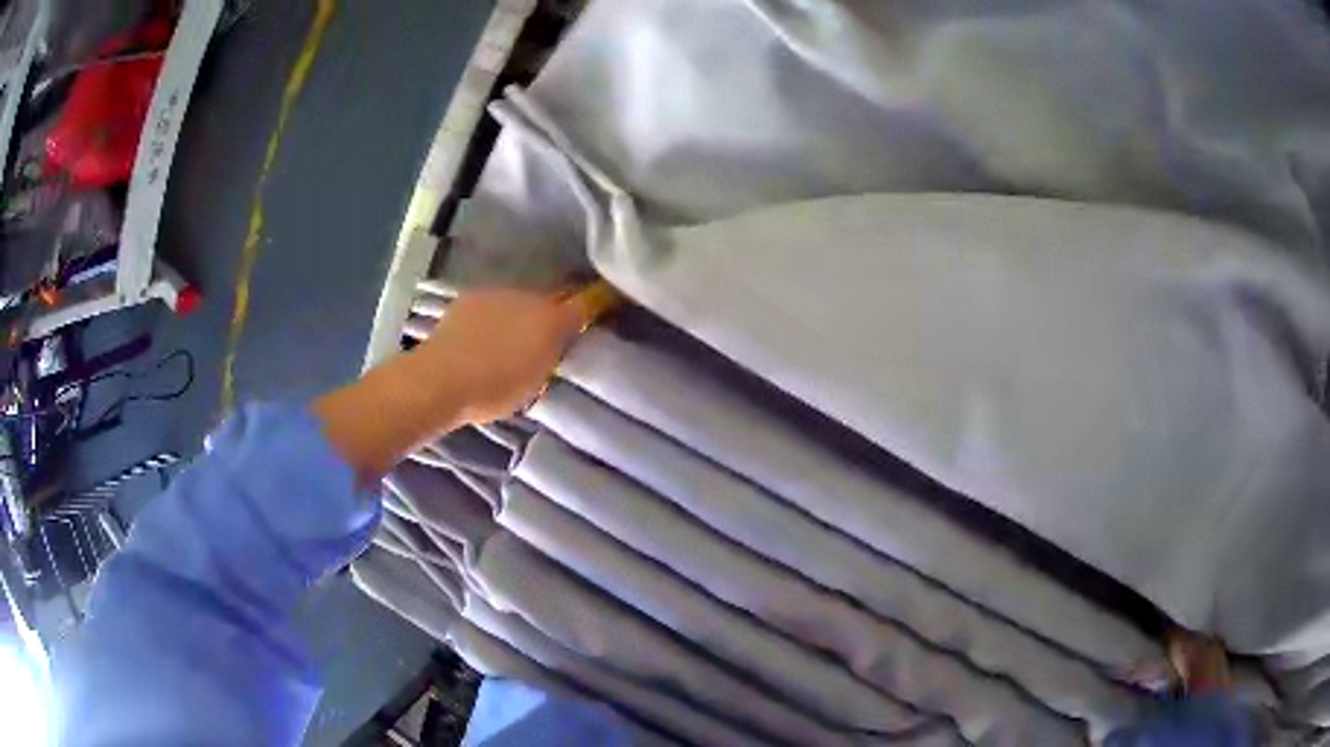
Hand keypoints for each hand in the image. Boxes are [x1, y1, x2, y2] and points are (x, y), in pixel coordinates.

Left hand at [420, 288, 584, 425]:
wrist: (439, 379)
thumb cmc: (494, 388)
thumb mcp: (537, 380)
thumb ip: (554, 354)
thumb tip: (566, 336)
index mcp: (551, 317)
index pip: (582, 303)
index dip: (595, 303)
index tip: (603, 307)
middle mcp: (527, 297)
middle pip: (549, 300)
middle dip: (552, 313)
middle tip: (549, 337)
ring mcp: (495, 295)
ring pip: (518, 301)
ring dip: (520, 314)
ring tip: (511, 339)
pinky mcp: (468, 299)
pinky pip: (491, 305)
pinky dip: (494, 317)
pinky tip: (484, 336)